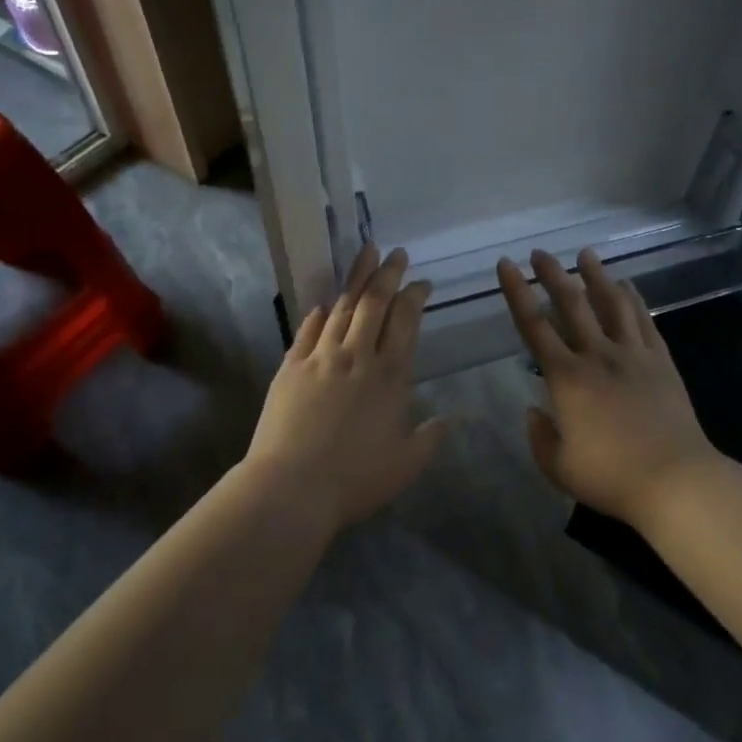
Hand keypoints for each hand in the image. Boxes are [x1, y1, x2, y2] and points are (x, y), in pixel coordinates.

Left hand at [243, 244, 446, 531]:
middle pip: (374, 303)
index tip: (422, 283)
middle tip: (395, 253)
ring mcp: (320, 358)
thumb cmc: (355, 479)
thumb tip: (451, 419)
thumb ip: (431, 437)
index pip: (406, 322)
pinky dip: (318, 315)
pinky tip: (322, 305)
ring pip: (341, 308)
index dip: (415, 297)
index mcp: (390, 375)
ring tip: (365, 255)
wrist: (291, 488)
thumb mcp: (406, 464)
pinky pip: (307, 331)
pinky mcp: (290, 368)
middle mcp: (357, 356)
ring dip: (356, 279)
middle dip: (387, 274)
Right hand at [496, 248, 717, 528]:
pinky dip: (633, 299)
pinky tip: (627, 285)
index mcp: (566, 378)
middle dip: (553, 275)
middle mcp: (597, 355)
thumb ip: (540, 437)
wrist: (675, 480)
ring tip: (586, 254)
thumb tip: (534, 411)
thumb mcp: (559, 467)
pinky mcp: (660, 361)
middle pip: (572, 304)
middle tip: (540, 252)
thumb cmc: (611, 477)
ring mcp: (633, 355)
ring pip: (612, 303)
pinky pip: (643, 320)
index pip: (534, 326)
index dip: (517, 293)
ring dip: (596, 276)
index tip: (506, 265)